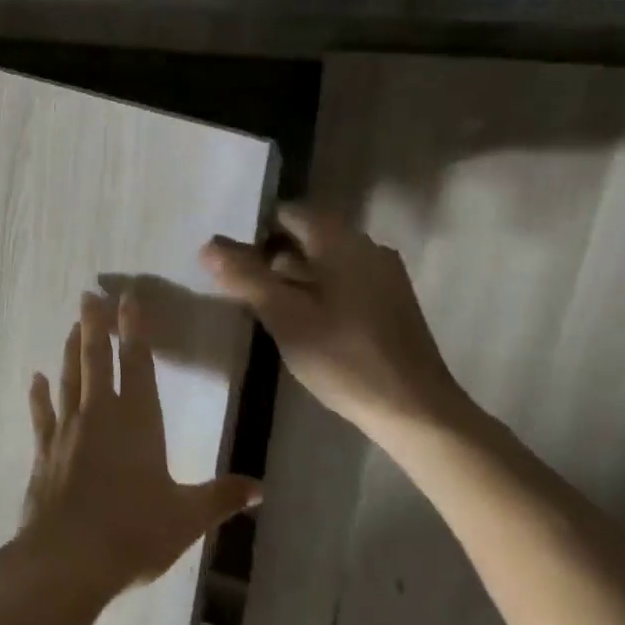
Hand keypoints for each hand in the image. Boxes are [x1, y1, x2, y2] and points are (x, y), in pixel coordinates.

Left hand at [15, 292, 262, 600]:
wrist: (68, 557)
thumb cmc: (134, 532)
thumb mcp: (187, 517)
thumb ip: (220, 497)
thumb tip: (260, 488)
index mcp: (138, 422)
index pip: (137, 364)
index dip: (134, 330)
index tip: (128, 298)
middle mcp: (100, 415)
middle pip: (97, 360)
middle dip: (95, 325)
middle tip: (89, 295)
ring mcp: (68, 430)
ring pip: (69, 378)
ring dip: (71, 350)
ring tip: (72, 325)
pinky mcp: (44, 450)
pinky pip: (42, 413)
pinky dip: (39, 394)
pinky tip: (36, 378)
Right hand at [202, 204, 472, 445]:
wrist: (415, 411)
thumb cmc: (344, 357)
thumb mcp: (283, 316)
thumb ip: (244, 276)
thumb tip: (208, 244)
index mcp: (342, 243)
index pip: (290, 213)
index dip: (256, 230)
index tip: (232, 259)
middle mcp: (366, 249)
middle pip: (307, 237)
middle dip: (271, 256)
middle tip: (240, 286)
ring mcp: (383, 277)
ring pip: (324, 262)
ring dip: (292, 277)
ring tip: (264, 306)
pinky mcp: (389, 305)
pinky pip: (342, 283)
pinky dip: (315, 293)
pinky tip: (301, 323)